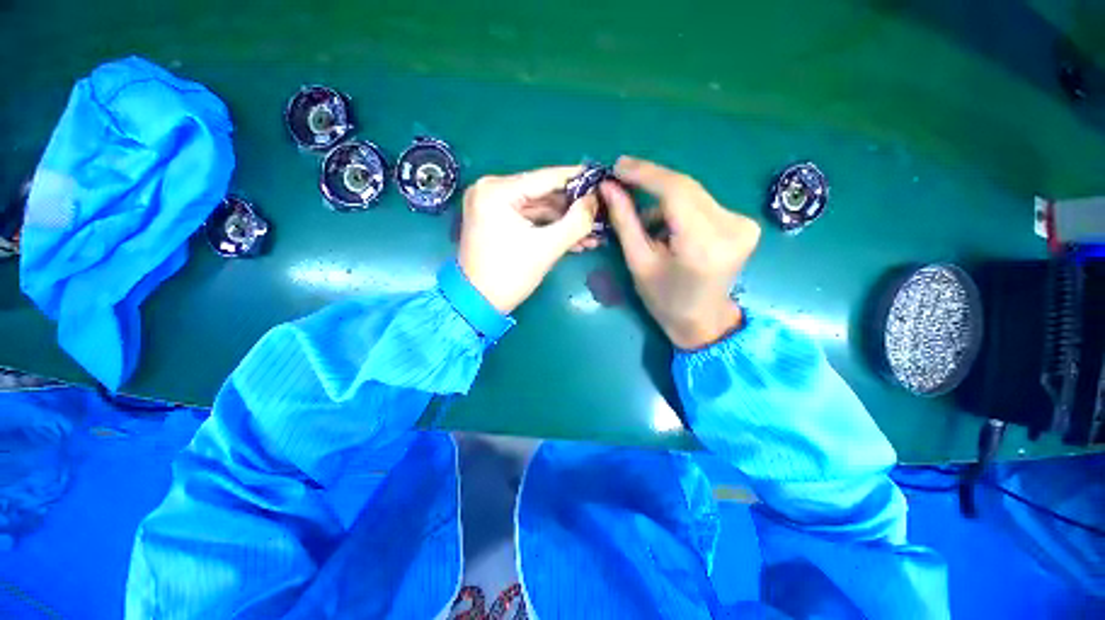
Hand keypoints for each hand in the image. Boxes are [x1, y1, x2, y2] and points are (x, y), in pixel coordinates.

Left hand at [458, 166, 599, 313]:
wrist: (478, 304)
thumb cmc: (509, 275)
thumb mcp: (547, 248)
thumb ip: (576, 222)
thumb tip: (594, 201)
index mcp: (497, 190)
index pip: (545, 178)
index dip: (577, 178)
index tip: (601, 179)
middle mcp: (491, 190)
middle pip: (542, 193)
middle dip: (572, 209)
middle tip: (600, 215)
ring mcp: (491, 205)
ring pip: (537, 208)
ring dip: (564, 222)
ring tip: (592, 234)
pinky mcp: (495, 220)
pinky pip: (528, 218)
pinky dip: (549, 228)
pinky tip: (574, 240)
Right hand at [601, 156, 760, 348]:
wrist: (702, 320)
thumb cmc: (664, 299)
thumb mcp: (638, 262)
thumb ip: (625, 222)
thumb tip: (609, 187)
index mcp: (702, 245)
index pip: (675, 191)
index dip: (645, 173)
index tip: (618, 166)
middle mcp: (731, 228)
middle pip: (686, 188)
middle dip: (651, 181)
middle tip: (621, 179)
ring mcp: (743, 224)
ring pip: (693, 194)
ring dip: (663, 198)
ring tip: (642, 218)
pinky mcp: (744, 224)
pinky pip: (703, 203)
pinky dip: (679, 207)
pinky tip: (665, 224)